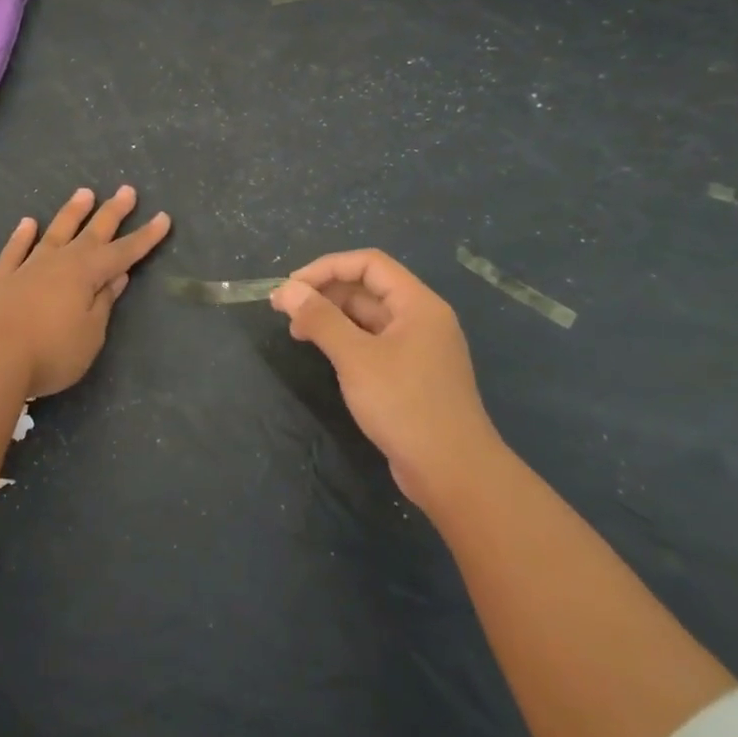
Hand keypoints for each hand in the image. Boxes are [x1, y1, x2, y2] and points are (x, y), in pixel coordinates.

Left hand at [0, 186, 170, 398]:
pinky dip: (22, 235)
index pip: (123, 253)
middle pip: (91, 233)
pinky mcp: (2, 278)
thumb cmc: (52, 352)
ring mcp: (28, 267)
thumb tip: (116, 276)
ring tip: (84, 192)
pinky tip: (28, 222)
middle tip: (127, 190)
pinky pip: (15, 250)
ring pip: (55, 232)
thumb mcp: (91, 334)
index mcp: (86, 275)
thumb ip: (103, 302)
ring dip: (71, 213)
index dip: (144, 237)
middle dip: (112, 212)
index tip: (163, 218)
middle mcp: (59, 262)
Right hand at [270, 249, 501, 501]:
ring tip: (297, 332)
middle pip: (367, 288)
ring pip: (367, 317)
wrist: (453, 472)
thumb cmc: (405, 405)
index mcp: (417, 304)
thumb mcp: (356, 358)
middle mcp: (420, 319)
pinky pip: (372, 342)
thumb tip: (287, 290)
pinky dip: (344, 339)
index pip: (369, 264)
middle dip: (324, 293)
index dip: (326, 268)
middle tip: (284, 311)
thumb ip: (320, 319)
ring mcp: (417, 348)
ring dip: (330, 316)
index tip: (291, 287)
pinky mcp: (410, 374)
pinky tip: (323, 352)